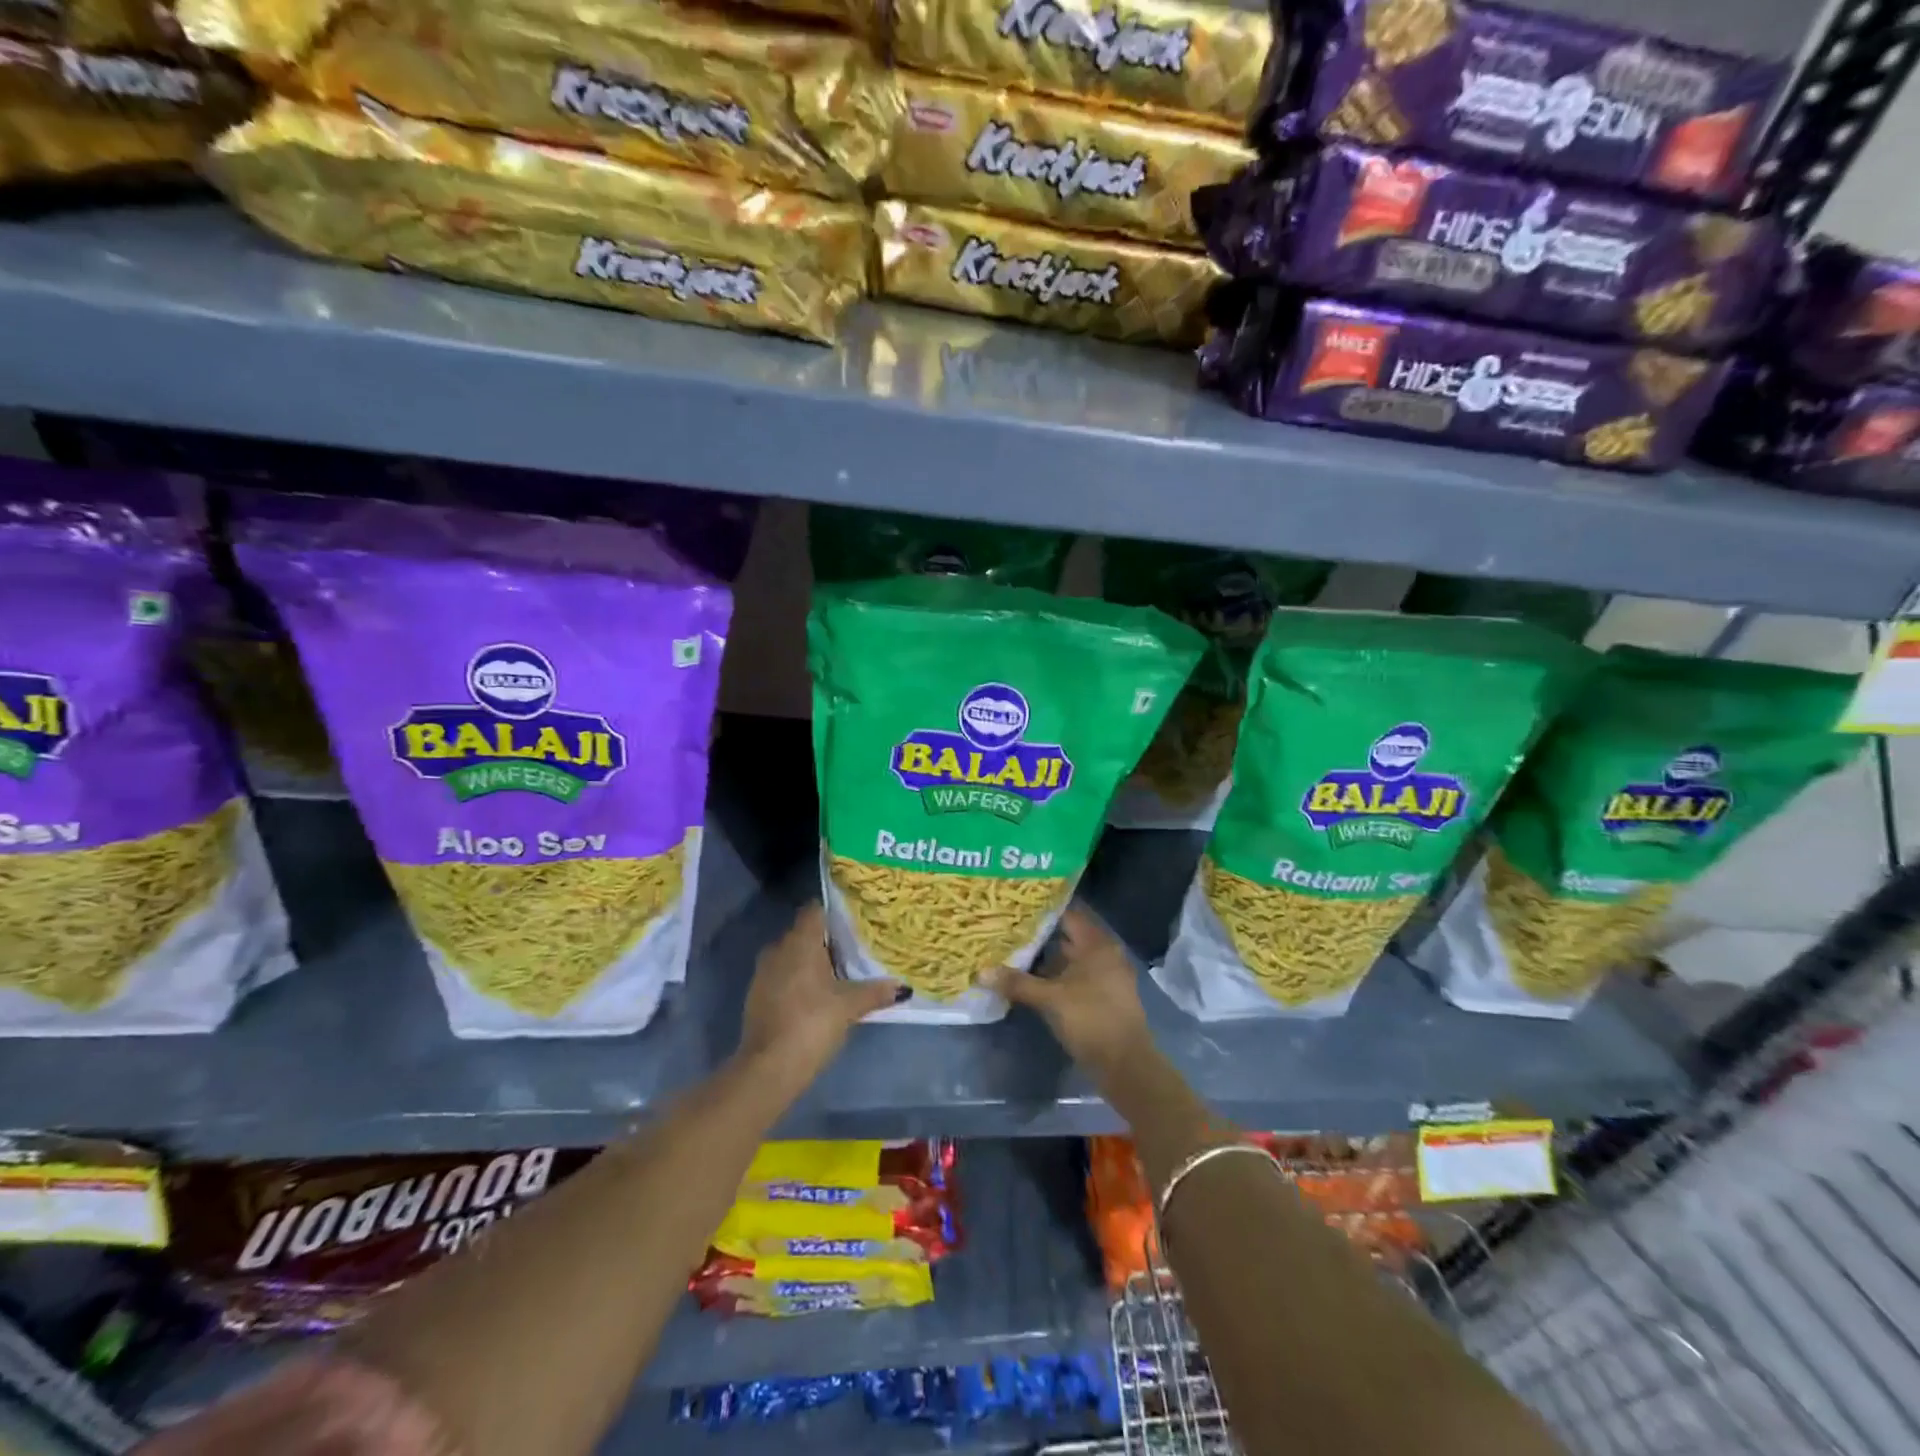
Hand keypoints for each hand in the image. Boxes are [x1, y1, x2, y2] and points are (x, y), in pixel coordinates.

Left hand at [736, 903, 901, 1094]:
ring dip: (810, 962)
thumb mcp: (850, 1007)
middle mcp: (778, 949)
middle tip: (854, 949)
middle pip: (804, 933)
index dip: (833, 912)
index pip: (815, 910)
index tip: (853, 921)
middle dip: (826, 940)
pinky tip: (816, 996)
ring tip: (838, 973)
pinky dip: (797, 979)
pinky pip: (781, 975)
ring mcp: (763, 972)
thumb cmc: (812, 1023)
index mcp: (800, 942)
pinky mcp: (757, 995)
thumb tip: (903, 987)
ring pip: (791, 955)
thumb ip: (876, 992)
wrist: (768, 1068)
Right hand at [983, 905, 1153, 1082]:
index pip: (1068, 913)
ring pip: (1070, 957)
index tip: (1017, 903)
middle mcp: (1104, 954)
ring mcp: (1105, 976)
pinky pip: (1075, 975)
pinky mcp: (1102, 995)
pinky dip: (1056, 974)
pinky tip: (1031, 977)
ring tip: (1014, 949)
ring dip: (1046, 956)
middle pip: (1068, 935)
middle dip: (1040, 932)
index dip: (1043, 908)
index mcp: (1097, 945)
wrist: (1125, 1065)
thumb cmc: (1091, 1020)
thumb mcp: (1050, 1000)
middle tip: (1009, 925)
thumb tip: (981, 972)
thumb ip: (1017, 983)